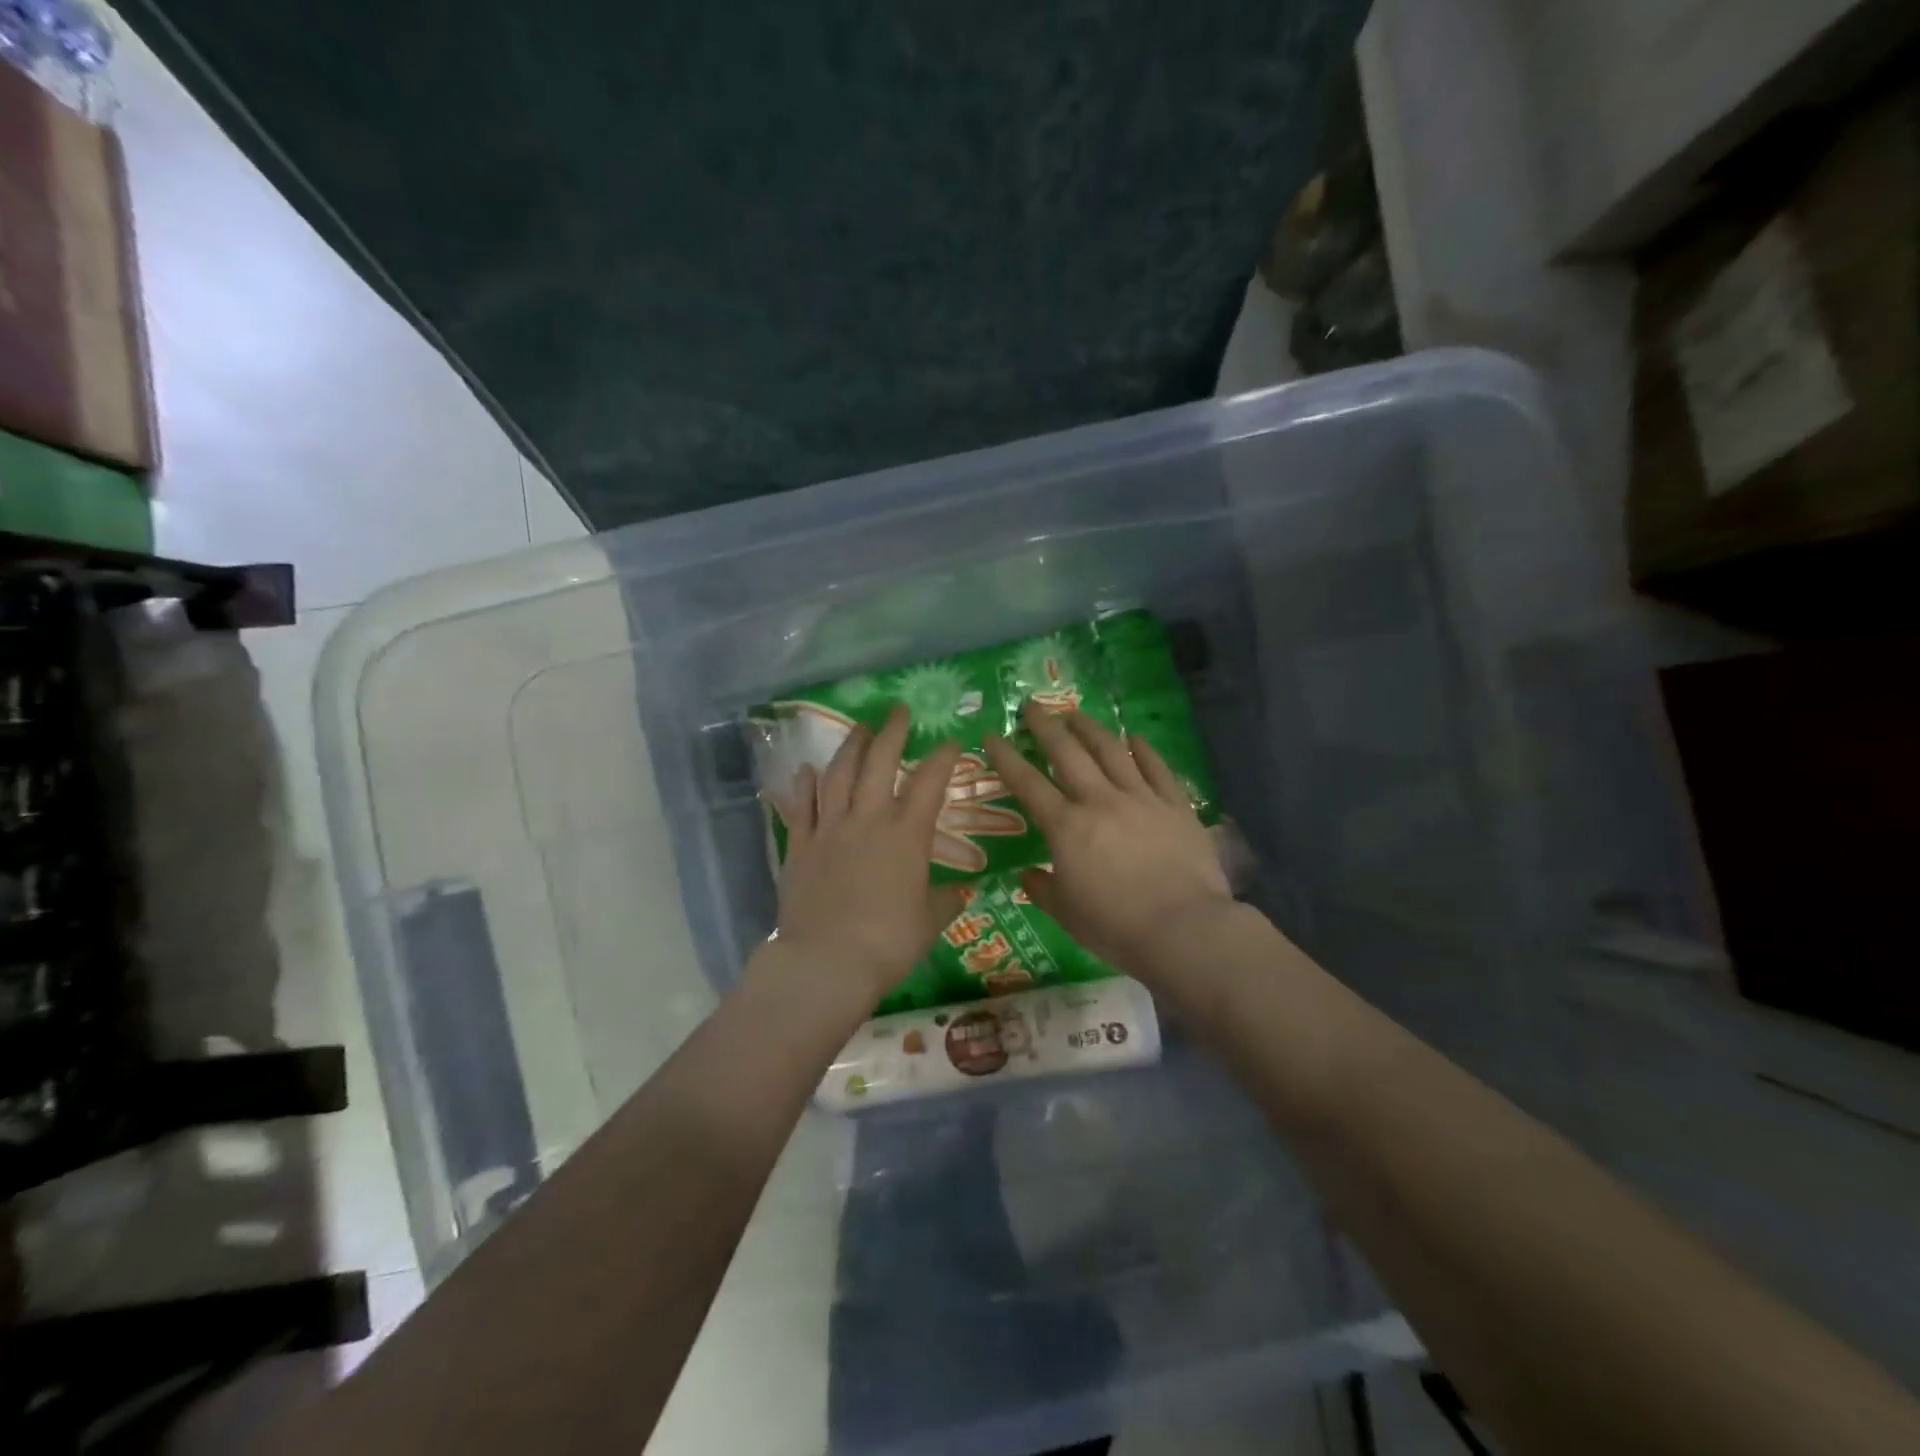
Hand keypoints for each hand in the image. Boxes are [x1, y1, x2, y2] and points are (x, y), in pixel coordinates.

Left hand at [765, 704, 968, 1008]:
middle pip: (879, 763)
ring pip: (838, 775)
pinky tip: (807, 770)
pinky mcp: (800, 846)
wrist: (827, 961)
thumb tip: (960, 893)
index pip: (929, 783)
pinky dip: (804, 785)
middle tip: (898, 710)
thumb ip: (945, 901)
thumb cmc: (887, 943)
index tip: (951, 742)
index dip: (943, 758)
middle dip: (892, 732)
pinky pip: (801, 807)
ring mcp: (829, 829)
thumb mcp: (928, 923)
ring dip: (850, 747)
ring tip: (859, 728)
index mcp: (906, 835)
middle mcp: (868, 820)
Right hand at [983, 704, 1232, 979]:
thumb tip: (1028, 873)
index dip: (1006, 757)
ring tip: (1076, 713)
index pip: (1028, 783)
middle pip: (1068, 753)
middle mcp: (1100, 801)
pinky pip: (1157, 768)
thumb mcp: (1066, 913)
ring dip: (1090, 728)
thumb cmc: (1116, 926)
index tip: (991, 735)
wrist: (1183, 929)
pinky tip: (1134, 737)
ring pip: (1111, 751)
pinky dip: (1144, 749)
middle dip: (1046, 726)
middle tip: (1033, 706)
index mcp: (1066, 827)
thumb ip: (1042, 888)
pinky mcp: (1175, 806)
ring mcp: (1141, 799)